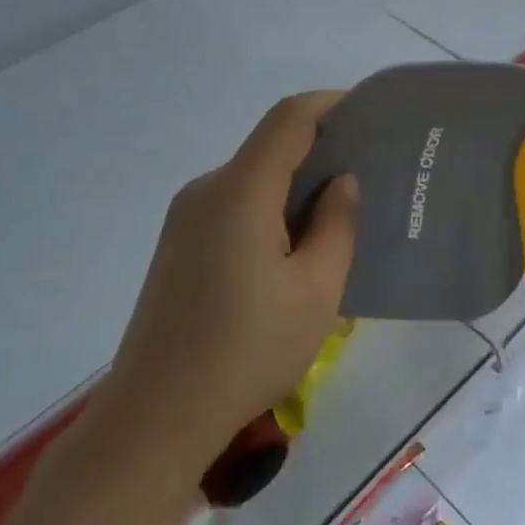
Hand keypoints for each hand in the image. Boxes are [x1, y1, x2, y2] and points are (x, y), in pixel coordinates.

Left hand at [102, 91, 358, 471]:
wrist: (154, 419)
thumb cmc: (247, 352)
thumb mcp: (317, 291)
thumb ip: (338, 225)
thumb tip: (342, 181)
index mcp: (240, 191)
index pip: (289, 119)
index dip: (331, 105)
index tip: (371, 116)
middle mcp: (207, 191)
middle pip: (270, 147)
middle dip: (322, 150)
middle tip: (370, 175)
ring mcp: (186, 219)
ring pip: (254, 179)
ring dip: (297, 185)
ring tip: (341, 215)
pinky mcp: (179, 246)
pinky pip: (235, 207)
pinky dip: (272, 209)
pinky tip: (297, 247)